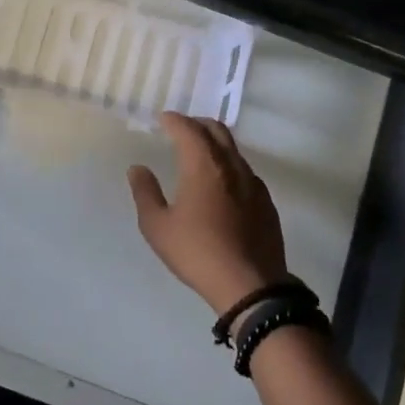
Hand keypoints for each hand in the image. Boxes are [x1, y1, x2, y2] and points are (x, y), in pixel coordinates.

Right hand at [128, 113, 287, 314]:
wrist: (250, 285)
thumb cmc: (197, 252)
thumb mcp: (158, 227)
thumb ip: (145, 193)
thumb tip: (138, 169)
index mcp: (203, 164)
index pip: (188, 129)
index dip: (174, 120)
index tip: (163, 119)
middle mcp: (231, 165)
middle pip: (217, 130)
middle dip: (197, 124)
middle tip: (182, 128)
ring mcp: (253, 182)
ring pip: (233, 150)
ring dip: (215, 143)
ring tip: (200, 154)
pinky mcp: (266, 201)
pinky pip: (245, 171)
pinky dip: (229, 165)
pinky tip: (222, 184)